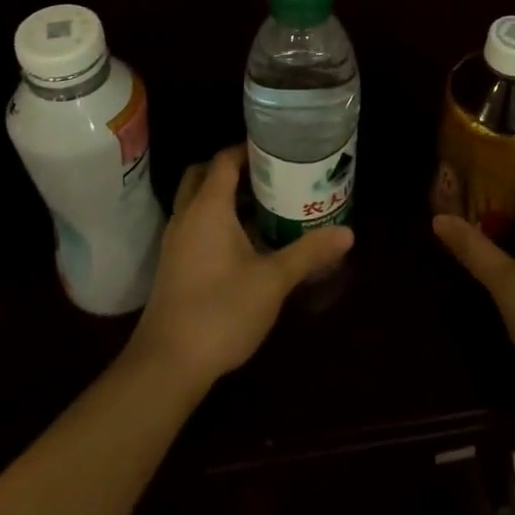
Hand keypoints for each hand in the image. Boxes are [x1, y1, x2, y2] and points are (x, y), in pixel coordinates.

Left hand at [127, 146, 352, 391]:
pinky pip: (196, 226)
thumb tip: (348, 233)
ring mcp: (176, 242)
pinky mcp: (174, 265)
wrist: (167, 364)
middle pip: (205, 175)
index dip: (249, 149)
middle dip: (234, 170)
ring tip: (266, 205)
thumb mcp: (273, 281)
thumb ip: (309, 252)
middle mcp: (187, 216)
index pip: (224, 160)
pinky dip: (217, 221)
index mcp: (208, 207)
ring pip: (198, 202)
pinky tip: (246, 243)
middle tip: (270, 175)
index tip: (279, 151)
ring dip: (225, 197)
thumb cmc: (221, 311)